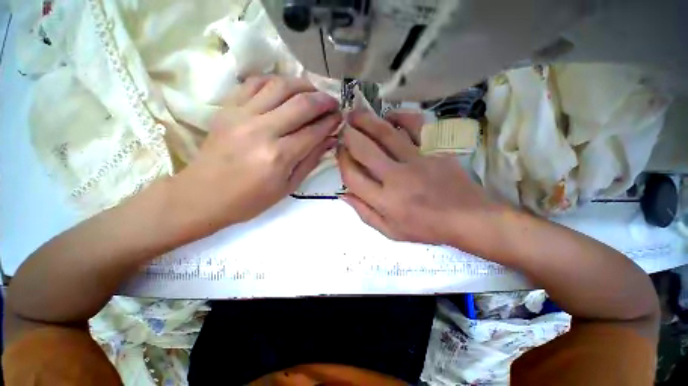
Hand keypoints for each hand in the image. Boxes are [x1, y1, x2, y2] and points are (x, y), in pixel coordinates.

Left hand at [174, 75, 340, 232]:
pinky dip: (274, 81)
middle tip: (333, 102)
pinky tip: (285, 88)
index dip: (331, 122)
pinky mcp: (227, 108)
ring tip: (314, 92)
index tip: (340, 118)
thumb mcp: (288, 187)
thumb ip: (311, 160)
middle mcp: (262, 131)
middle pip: (301, 104)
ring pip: (279, 86)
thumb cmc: (250, 199)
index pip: (314, 131)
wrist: (202, 196)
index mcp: (279, 156)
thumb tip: (330, 140)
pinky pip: (254, 83)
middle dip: (323, 100)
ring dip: (303, 85)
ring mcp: (241, 115)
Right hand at [338, 110, 501, 247]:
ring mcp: (418, 160)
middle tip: (343, 127)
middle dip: (349, 136)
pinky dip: (401, 115)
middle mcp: (397, 178)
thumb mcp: (389, 231)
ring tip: (356, 115)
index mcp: (385, 201)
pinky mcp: (435, 149)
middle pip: (364, 150)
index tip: (340, 153)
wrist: (467, 219)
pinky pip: (416, 124)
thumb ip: (364, 213)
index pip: (353, 176)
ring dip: (367, 121)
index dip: (342, 161)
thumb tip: (343, 194)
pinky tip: (390, 116)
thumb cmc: (425, 228)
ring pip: (386, 133)